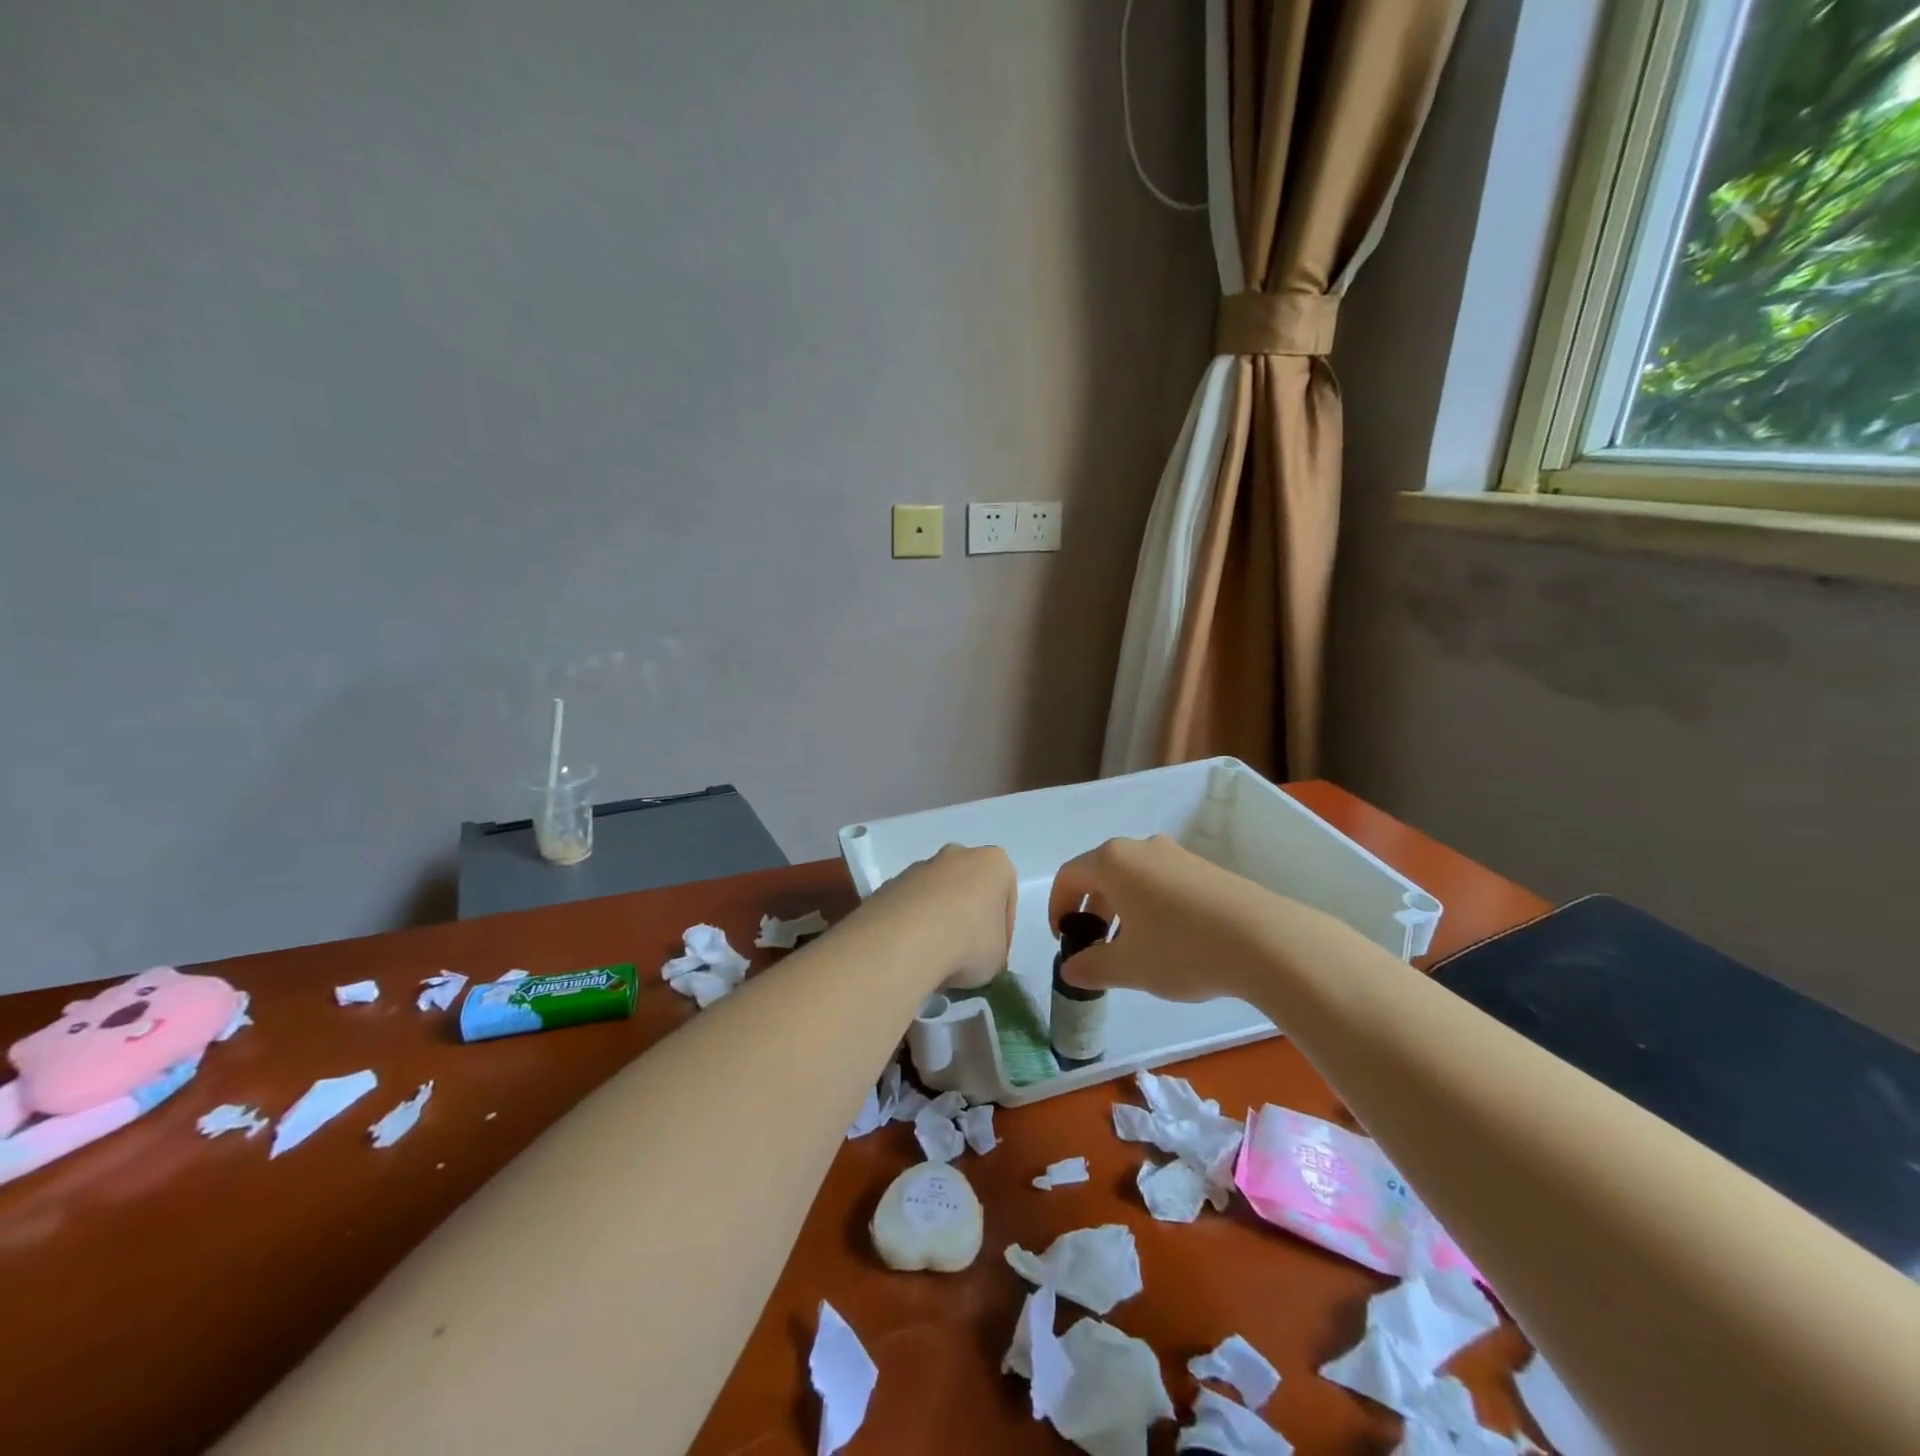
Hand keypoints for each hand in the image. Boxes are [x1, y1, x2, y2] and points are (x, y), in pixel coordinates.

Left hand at [866, 843, 1015, 991]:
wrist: (906, 941)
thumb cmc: (969, 943)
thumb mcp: (997, 958)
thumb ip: (993, 949)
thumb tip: (978, 955)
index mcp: (994, 863)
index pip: (1006, 898)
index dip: (1003, 931)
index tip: (994, 955)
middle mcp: (957, 855)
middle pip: (968, 888)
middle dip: (967, 916)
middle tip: (965, 953)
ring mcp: (920, 867)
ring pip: (936, 895)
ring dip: (937, 920)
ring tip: (935, 957)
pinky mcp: (889, 883)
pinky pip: (910, 906)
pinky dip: (912, 925)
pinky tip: (911, 951)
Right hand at [1047, 835, 1288, 1003]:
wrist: (1265, 940)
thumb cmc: (1182, 949)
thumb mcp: (1128, 967)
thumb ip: (1091, 966)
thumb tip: (1071, 968)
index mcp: (1113, 862)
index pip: (1069, 876)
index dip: (1058, 907)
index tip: (1064, 939)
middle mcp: (1141, 848)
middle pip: (1101, 873)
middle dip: (1090, 909)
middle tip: (1095, 945)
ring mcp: (1176, 855)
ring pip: (1133, 878)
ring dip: (1121, 909)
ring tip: (1131, 948)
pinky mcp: (1204, 868)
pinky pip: (1161, 882)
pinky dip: (1149, 906)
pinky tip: (1168, 941)